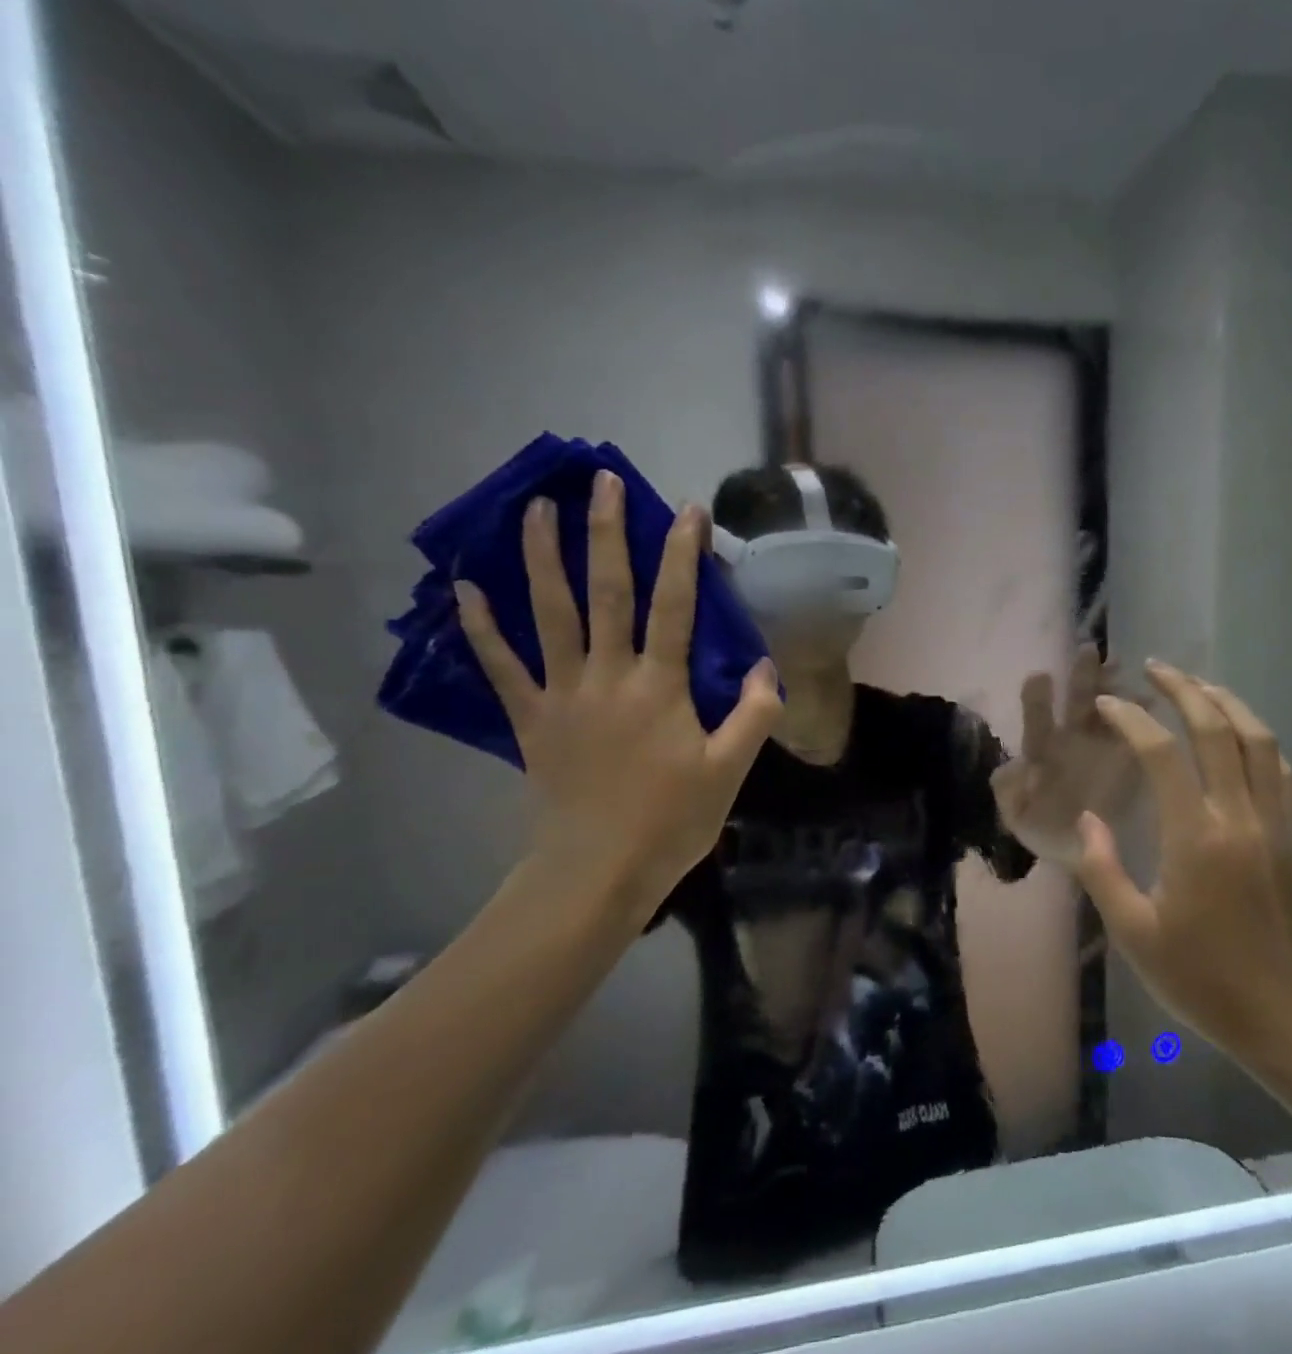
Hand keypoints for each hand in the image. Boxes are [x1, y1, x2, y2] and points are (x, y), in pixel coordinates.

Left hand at [455, 471, 781, 905]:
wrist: (597, 872)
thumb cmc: (670, 822)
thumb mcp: (730, 772)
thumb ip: (753, 715)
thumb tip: (764, 666)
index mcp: (661, 687)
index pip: (676, 607)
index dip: (683, 556)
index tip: (686, 510)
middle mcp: (609, 676)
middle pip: (607, 593)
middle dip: (607, 534)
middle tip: (601, 482)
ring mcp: (563, 694)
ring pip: (550, 615)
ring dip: (541, 559)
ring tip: (535, 510)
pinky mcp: (531, 719)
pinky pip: (501, 667)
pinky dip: (483, 628)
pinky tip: (465, 590)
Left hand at [991, 645, 1137, 866]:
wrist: (1083, 855)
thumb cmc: (1046, 832)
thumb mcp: (1018, 817)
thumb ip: (1009, 793)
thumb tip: (1012, 766)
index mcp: (1044, 751)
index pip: (1039, 720)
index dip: (1038, 699)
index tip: (1040, 676)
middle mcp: (1074, 741)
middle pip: (1078, 701)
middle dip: (1083, 675)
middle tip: (1089, 650)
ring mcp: (1105, 746)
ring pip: (1110, 707)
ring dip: (1115, 686)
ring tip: (1123, 668)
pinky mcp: (1131, 759)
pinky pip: (1139, 731)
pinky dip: (1145, 713)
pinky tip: (1153, 699)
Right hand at [1075, 660, 1291, 1056]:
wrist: (1278, 1011)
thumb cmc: (1197, 976)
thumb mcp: (1132, 932)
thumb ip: (1103, 869)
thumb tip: (1088, 819)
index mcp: (1195, 839)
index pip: (1162, 755)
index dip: (1132, 720)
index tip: (1108, 704)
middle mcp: (1239, 817)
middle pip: (1217, 731)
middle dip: (1184, 690)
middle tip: (1155, 668)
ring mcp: (1273, 824)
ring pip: (1259, 741)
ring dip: (1228, 704)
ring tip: (1198, 686)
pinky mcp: (1291, 837)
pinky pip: (1282, 772)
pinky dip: (1260, 741)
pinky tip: (1242, 736)